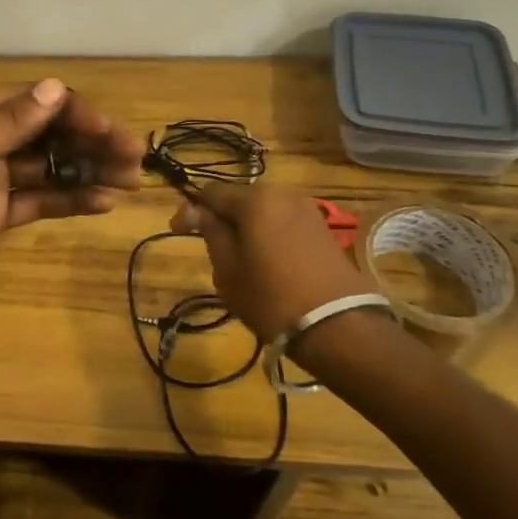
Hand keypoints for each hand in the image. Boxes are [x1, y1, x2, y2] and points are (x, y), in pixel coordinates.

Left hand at [0, 78, 143, 309]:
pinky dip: (70, 200)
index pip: (31, 102)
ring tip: (129, 180)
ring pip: (49, 167)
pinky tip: (102, 202)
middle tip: (133, 157)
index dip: (73, 112)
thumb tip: (56, 89)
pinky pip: (39, 201)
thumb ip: (4, 125)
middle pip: (47, 133)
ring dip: (88, 170)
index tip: (110, 130)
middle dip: (90, 141)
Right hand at [170, 181, 377, 340]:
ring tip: (238, 257)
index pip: (210, 192)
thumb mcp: (228, 269)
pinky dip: (268, 234)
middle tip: (209, 248)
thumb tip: (194, 210)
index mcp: (254, 199)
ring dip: (246, 226)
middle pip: (239, 198)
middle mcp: (282, 194)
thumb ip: (210, 232)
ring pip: (263, 211)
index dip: (190, 210)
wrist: (338, 326)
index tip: (178, 233)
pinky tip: (266, 260)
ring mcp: (307, 209)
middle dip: (221, 218)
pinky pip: (283, 222)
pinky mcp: (323, 229)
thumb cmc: (271, 297)